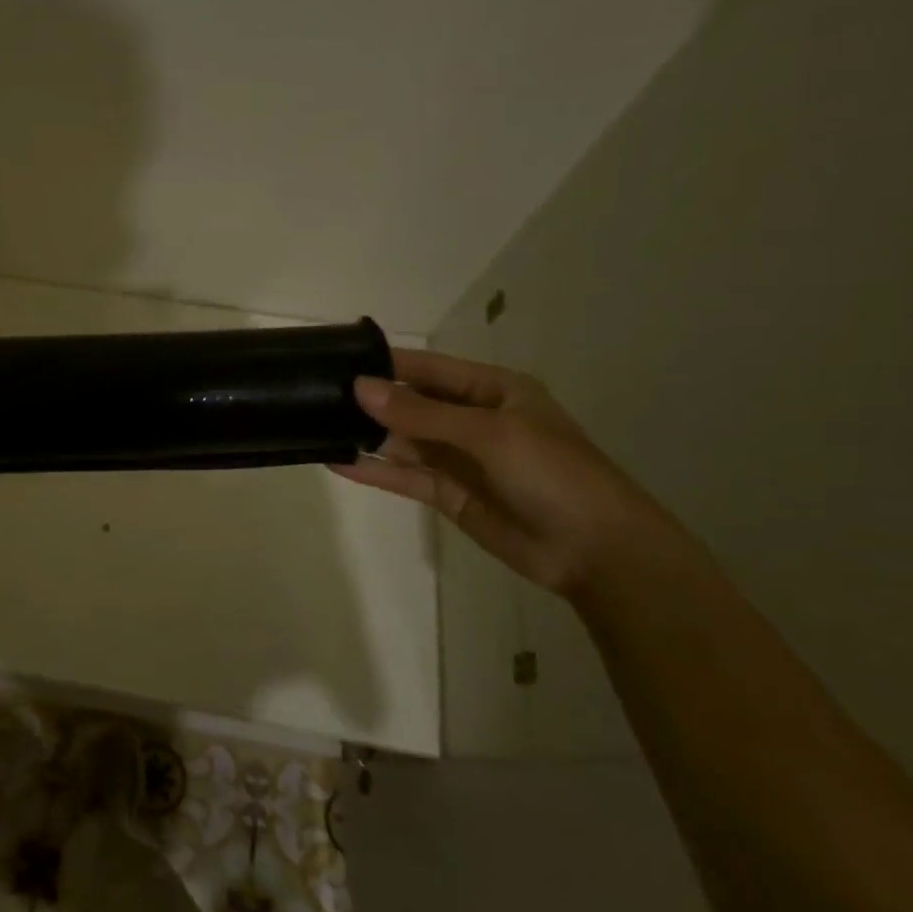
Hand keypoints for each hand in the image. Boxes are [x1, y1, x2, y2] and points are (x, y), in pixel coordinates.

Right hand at [332, 348, 687, 599]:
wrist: (598, 552)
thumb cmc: (554, 475)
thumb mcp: (489, 434)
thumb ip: (420, 413)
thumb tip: (358, 387)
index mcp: (492, 390)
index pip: (427, 368)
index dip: (384, 363)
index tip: (335, 359)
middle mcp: (471, 419)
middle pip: (410, 403)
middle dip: (368, 400)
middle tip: (315, 394)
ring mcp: (458, 457)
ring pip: (401, 440)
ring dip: (365, 435)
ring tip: (315, 425)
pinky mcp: (447, 493)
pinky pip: (403, 475)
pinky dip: (372, 470)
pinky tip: (336, 462)